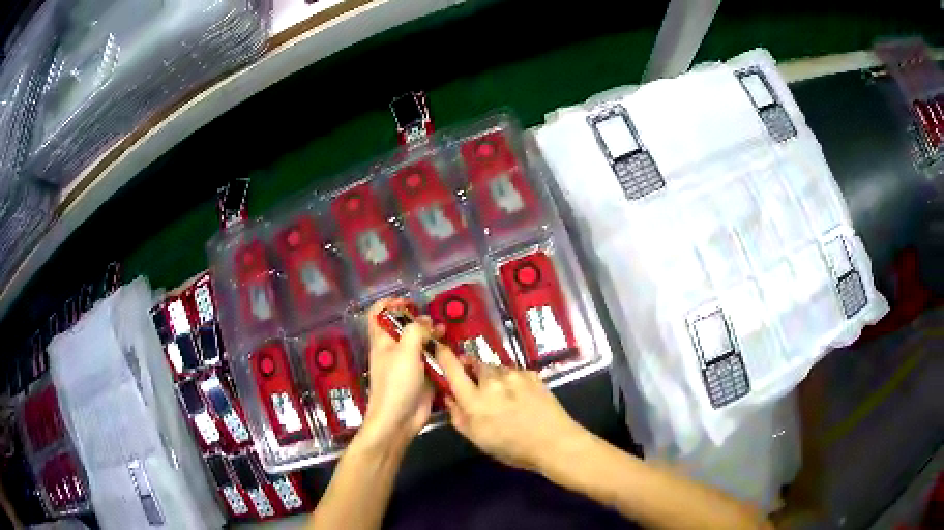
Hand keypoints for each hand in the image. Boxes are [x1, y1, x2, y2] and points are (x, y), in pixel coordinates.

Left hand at [359, 298, 436, 448]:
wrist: (399, 419)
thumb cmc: (396, 383)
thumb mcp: (405, 351)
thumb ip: (415, 331)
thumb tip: (425, 321)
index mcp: (382, 341)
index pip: (377, 314)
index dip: (390, 304)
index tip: (409, 302)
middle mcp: (394, 350)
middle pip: (403, 328)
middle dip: (418, 320)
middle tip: (433, 321)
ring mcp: (408, 365)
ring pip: (420, 344)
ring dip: (432, 336)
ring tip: (445, 333)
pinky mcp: (422, 377)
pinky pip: (431, 360)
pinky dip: (440, 354)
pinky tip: (452, 351)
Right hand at [435, 346, 586, 472]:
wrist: (554, 442)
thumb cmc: (512, 447)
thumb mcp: (477, 439)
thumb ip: (458, 416)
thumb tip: (449, 397)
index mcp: (474, 399)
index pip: (452, 368)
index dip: (443, 355)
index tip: (439, 347)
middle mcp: (492, 381)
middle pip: (475, 364)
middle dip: (472, 372)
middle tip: (477, 387)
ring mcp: (514, 375)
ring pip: (495, 368)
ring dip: (493, 377)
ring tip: (503, 396)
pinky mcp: (532, 374)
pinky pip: (514, 372)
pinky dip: (511, 380)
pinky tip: (520, 397)